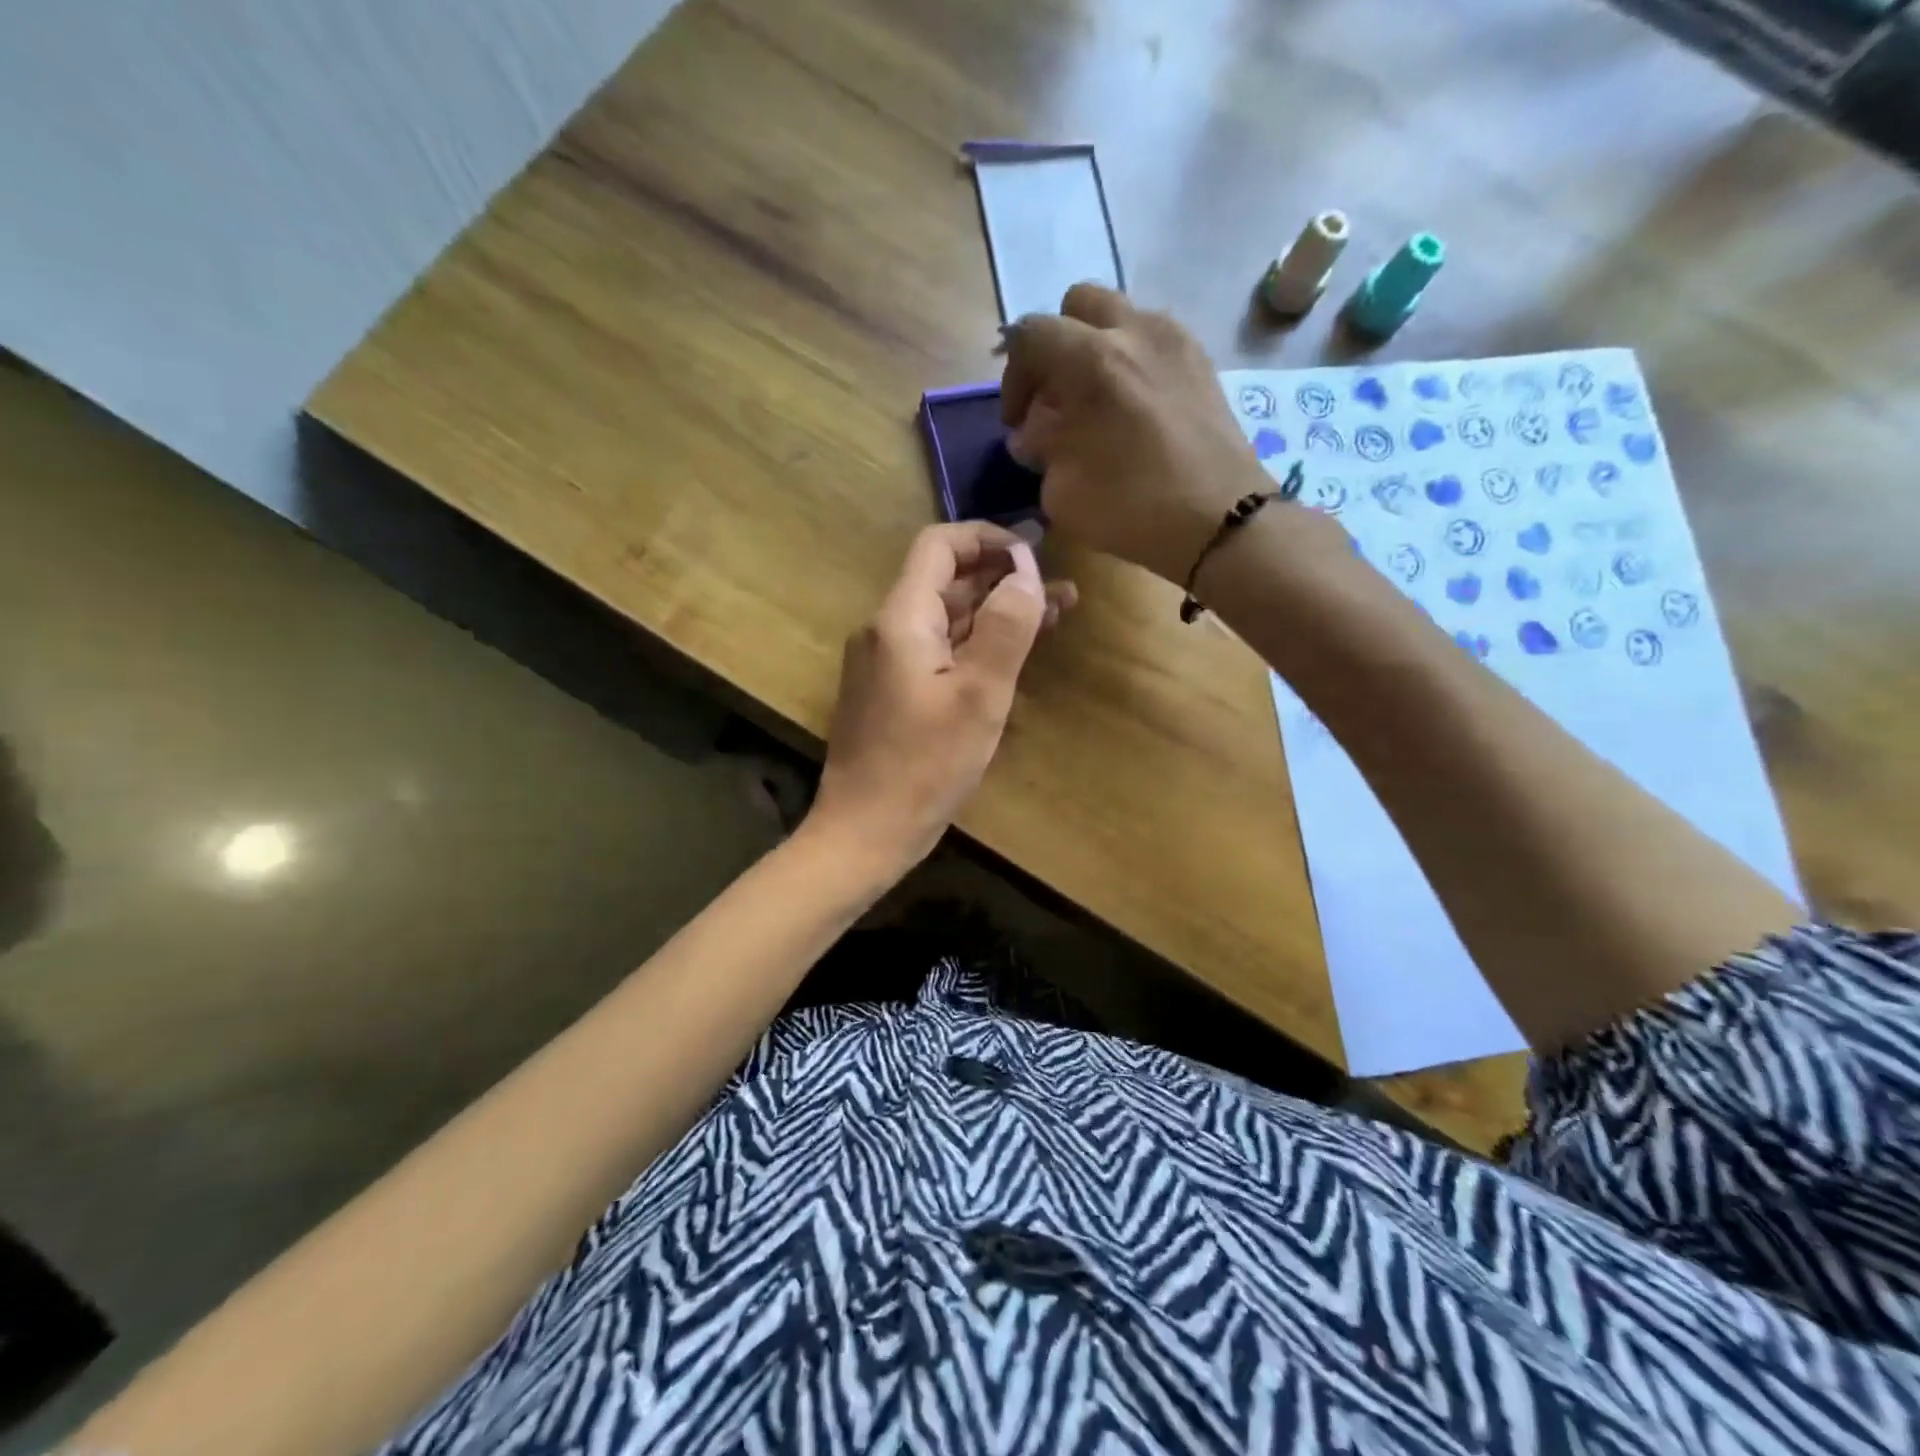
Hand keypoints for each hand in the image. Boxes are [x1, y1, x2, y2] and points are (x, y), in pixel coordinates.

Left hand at [808, 523, 1075, 871]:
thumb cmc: (924, 766)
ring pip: (946, 618)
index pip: (940, 546)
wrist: (865, 831)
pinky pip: (938, 649)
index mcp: (901, 618)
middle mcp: (887, 629)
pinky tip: (1013, 652)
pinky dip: (975, 643)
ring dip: (995, 612)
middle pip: (946, 581)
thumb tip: (1026, 570)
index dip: (989, 539)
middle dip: (1004, 578)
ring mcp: (886, 661)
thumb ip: (1006, 627)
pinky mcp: (892, 690)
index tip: (1036, 553)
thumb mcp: (979, 695)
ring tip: (1055, 615)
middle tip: (1062, 590)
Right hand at [1000, 283, 1272, 584]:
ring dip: (1096, 349)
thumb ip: (1040, 447)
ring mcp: (1175, 340)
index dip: (1013, 376)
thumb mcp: (1062, 490)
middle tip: (1055, 397)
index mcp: (1092, 360)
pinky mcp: (1201, 360)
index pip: (1030, 335)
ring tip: (1096, 402)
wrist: (1220, 521)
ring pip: (1119, 317)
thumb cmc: (1133, 509)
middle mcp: (1134, 330)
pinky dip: (1132, 361)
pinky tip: (1133, 408)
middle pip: (1077, 306)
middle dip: (1056, 346)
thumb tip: (1035, 431)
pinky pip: (1153, 339)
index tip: (1018, 420)